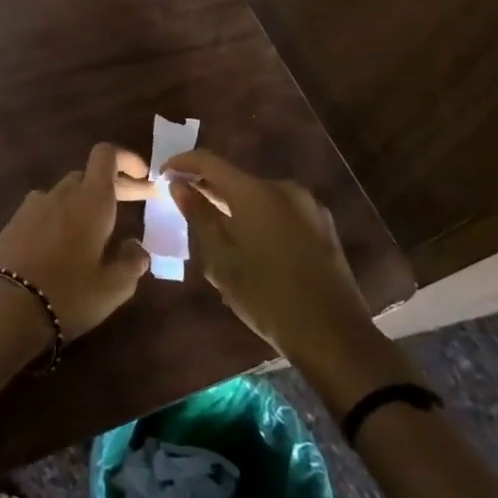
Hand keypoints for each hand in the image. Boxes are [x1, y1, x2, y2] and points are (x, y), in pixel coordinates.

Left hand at [0, 143, 154, 340]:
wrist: (8, 307)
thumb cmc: (70, 295)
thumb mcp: (114, 288)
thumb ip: (132, 262)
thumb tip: (136, 246)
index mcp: (90, 201)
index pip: (106, 155)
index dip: (126, 159)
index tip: (143, 177)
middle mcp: (61, 193)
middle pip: (88, 176)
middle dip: (113, 187)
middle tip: (133, 206)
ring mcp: (33, 205)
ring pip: (65, 192)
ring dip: (84, 202)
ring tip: (96, 230)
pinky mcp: (14, 221)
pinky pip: (44, 209)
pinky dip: (59, 216)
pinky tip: (62, 243)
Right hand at [164, 150, 375, 377]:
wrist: (334, 337)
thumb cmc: (267, 297)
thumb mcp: (221, 259)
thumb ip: (198, 215)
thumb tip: (178, 185)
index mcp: (255, 192)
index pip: (209, 161)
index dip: (182, 162)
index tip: (163, 174)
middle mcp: (283, 188)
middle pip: (235, 177)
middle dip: (208, 187)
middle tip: (185, 204)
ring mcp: (308, 206)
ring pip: (258, 195)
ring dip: (234, 204)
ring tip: (216, 227)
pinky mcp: (323, 225)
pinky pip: (279, 210)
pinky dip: (258, 216)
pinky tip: (250, 242)